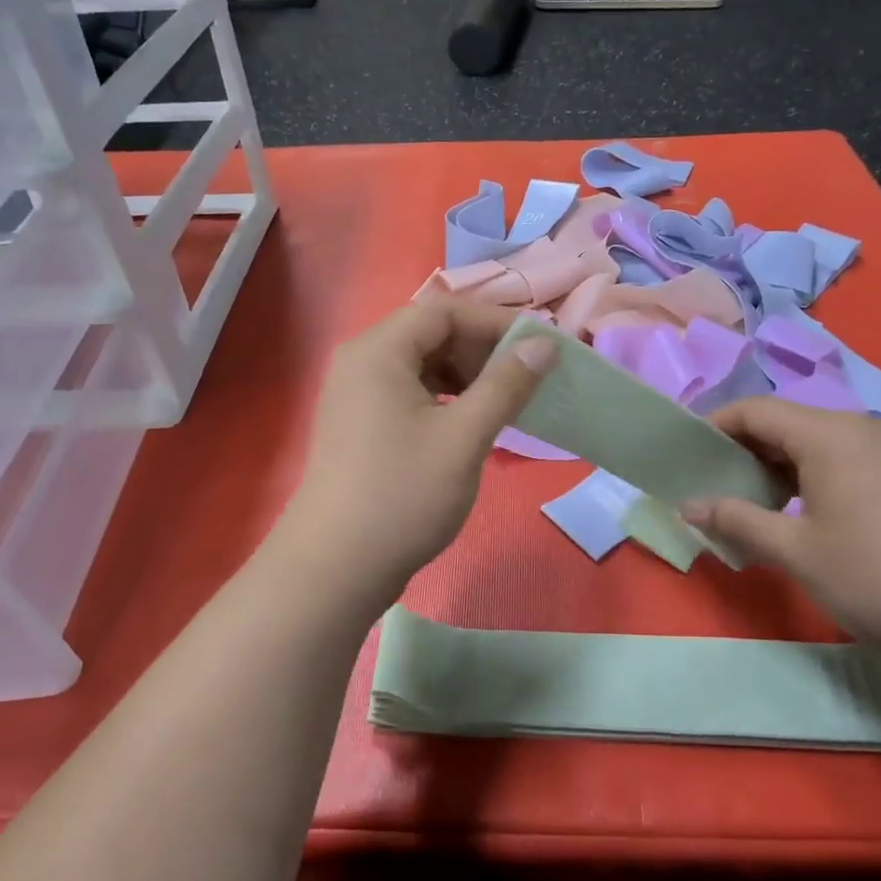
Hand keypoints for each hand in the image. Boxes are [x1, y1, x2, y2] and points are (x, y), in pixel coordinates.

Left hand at [279, 301, 556, 601]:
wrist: (336, 568)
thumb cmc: (404, 494)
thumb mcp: (465, 436)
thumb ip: (506, 384)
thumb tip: (544, 344)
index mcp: (378, 351)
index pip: (444, 312)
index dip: (495, 322)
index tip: (540, 345)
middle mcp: (361, 362)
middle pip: (430, 334)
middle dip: (482, 350)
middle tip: (527, 377)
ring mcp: (356, 395)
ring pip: (421, 366)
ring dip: (466, 376)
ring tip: (505, 401)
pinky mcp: (360, 425)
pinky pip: (409, 394)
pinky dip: (445, 399)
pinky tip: (472, 423)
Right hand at [681, 398, 880, 653]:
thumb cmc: (873, 575)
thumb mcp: (793, 550)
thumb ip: (736, 520)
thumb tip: (686, 506)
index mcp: (828, 434)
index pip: (755, 410)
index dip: (715, 426)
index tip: (688, 454)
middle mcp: (859, 428)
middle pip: (785, 421)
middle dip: (745, 448)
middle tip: (715, 484)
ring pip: (815, 440)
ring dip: (777, 464)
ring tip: (754, 502)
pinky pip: (842, 456)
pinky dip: (810, 473)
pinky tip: (803, 511)